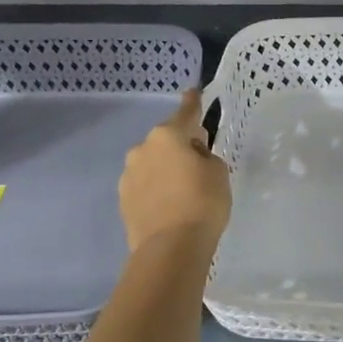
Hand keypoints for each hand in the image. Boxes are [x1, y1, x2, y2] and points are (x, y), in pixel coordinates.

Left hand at [119, 89, 230, 253]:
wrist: (170, 249)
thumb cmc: (202, 204)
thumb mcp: (218, 173)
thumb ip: (206, 157)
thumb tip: (192, 158)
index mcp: (167, 136)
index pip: (186, 112)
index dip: (193, 103)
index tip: (194, 92)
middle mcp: (142, 149)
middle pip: (167, 140)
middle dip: (181, 146)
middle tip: (199, 164)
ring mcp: (128, 175)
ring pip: (153, 163)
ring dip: (166, 169)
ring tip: (184, 191)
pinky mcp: (123, 200)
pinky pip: (145, 185)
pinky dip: (157, 189)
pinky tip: (170, 206)